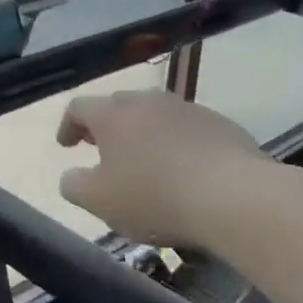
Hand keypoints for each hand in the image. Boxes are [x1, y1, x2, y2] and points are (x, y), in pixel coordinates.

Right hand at [57, 90, 275, 247]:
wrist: (236, 197)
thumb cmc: (155, 197)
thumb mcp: (99, 201)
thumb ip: (74, 185)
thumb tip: (71, 176)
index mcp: (112, 114)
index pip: (78, 107)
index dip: (68, 126)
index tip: (67, 146)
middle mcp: (147, 102)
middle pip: (118, 106)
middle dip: (107, 127)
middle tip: (104, 151)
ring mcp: (187, 109)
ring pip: (155, 116)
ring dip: (145, 134)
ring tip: (147, 163)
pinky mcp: (221, 124)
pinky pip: (188, 129)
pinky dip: (178, 144)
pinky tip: (186, 172)